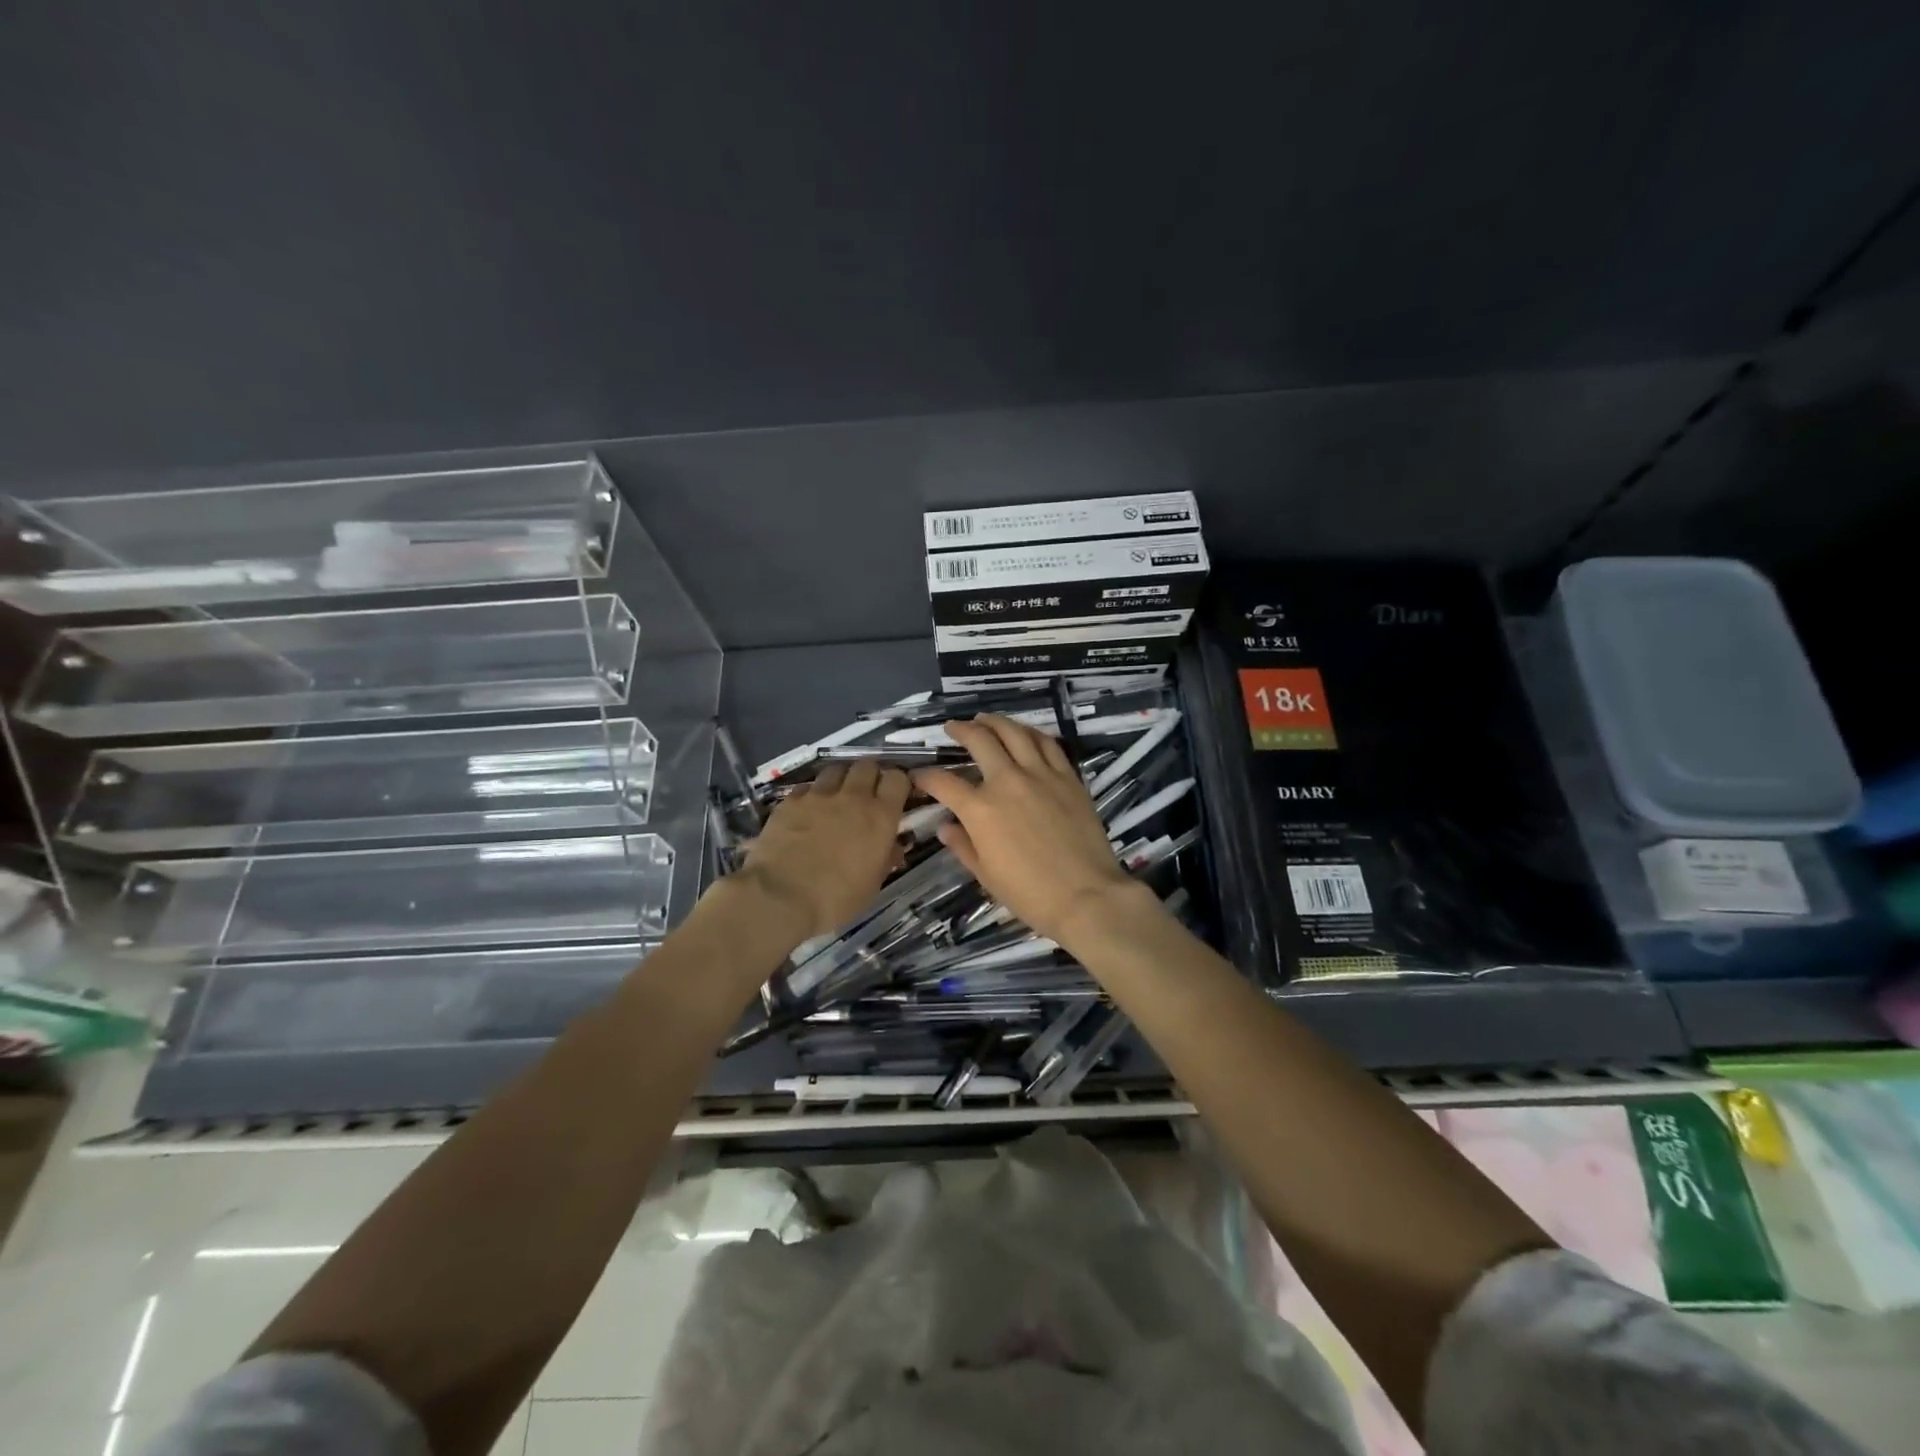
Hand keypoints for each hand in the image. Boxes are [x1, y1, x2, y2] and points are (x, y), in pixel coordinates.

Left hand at [734, 759, 910, 945]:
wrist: (779, 897)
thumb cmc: (835, 899)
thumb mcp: (872, 885)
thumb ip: (884, 858)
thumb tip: (891, 847)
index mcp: (880, 817)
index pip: (897, 778)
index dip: (897, 783)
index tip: (895, 796)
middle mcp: (852, 797)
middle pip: (867, 765)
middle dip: (870, 776)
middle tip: (866, 794)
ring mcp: (818, 796)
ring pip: (836, 769)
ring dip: (841, 779)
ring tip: (837, 797)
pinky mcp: (790, 801)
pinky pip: (807, 787)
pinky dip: (812, 794)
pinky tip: (807, 811)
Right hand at [913, 715, 1148, 946]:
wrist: (1086, 895)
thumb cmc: (1030, 893)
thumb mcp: (986, 875)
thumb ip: (962, 846)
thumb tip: (945, 827)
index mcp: (980, 810)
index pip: (943, 782)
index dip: (926, 776)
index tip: (919, 775)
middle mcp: (1007, 782)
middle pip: (979, 741)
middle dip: (960, 730)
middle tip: (953, 728)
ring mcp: (1040, 775)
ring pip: (1014, 732)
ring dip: (995, 721)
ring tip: (985, 719)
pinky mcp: (1068, 777)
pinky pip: (1047, 743)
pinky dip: (1031, 732)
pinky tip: (1024, 732)